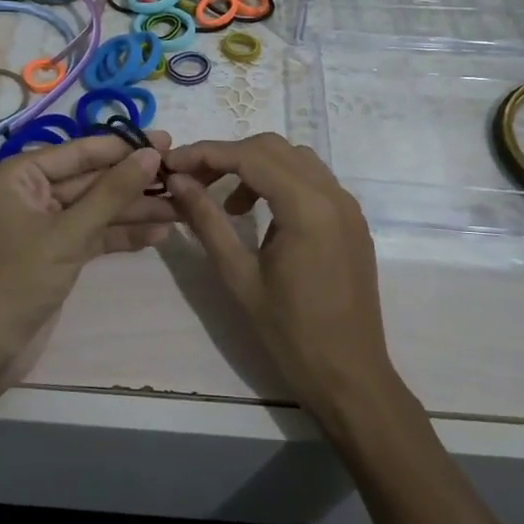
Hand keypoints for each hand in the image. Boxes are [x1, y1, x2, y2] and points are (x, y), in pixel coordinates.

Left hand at [0, 131, 174, 404]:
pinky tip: (160, 232)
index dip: (124, 147)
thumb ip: (112, 193)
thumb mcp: (68, 233)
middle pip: (92, 179)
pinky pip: (96, 233)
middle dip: (134, 181)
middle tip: (182, 177)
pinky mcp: (59, 252)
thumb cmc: (18, 280)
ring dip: (136, 209)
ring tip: (182, 208)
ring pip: (98, 208)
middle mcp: (32, 193)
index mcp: (20, 175)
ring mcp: (46, 224)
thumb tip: (151, 155)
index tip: (166, 141)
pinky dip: (124, 234)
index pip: (80, 151)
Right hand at [165, 134, 399, 426]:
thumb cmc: (290, 333)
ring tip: (227, 203)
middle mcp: (333, 194)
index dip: (206, 153)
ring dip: (256, 166)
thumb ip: (207, 221)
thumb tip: (177, 181)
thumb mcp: (239, 276)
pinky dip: (280, 181)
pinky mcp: (352, 220)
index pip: (250, 156)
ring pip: (294, 158)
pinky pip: (312, 180)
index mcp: (307, 206)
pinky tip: (260, 215)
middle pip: (273, 148)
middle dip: (229, 156)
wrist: (350, 376)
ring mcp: (348, 205)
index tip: (171, 163)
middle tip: (193, 181)